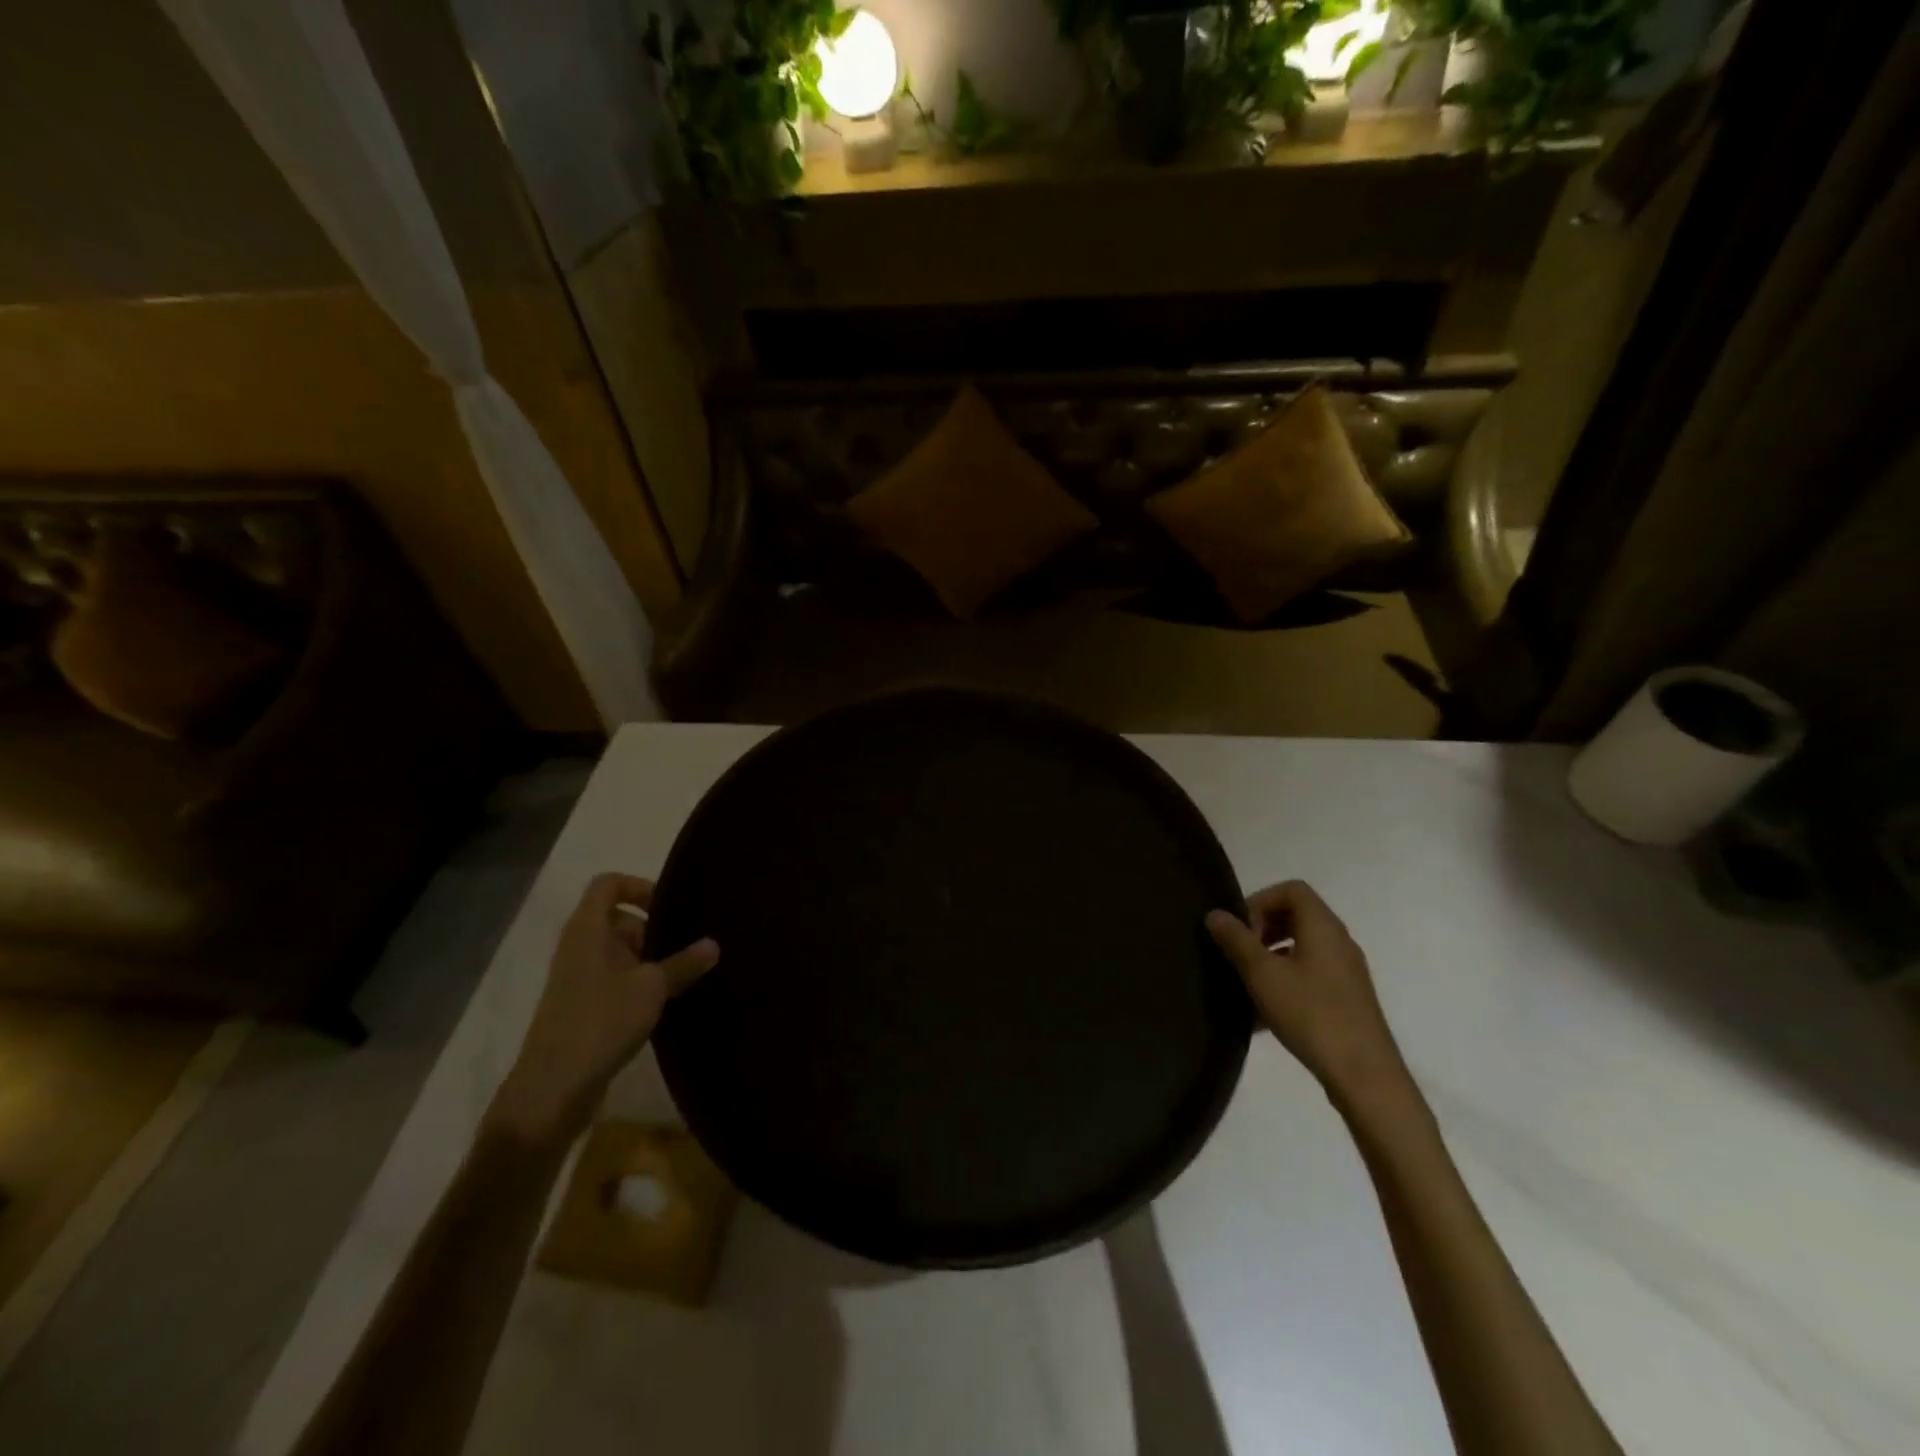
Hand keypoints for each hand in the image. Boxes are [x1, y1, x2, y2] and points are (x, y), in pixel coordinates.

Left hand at [490, 873, 718, 1145]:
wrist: (552, 1090)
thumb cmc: (600, 1023)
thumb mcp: (652, 988)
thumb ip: (684, 963)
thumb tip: (714, 943)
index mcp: (587, 930)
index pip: (609, 884)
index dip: (640, 887)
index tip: (672, 908)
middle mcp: (579, 947)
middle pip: (619, 919)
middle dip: (654, 930)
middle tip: (689, 946)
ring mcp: (578, 979)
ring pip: (620, 952)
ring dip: (651, 960)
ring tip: (687, 974)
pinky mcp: (583, 1007)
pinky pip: (616, 980)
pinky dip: (641, 984)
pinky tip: (668, 1001)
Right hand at [1207, 881, 1412, 1109]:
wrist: (1364, 1075)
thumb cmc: (1311, 1014)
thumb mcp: (1262, 974)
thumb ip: (1236, 940)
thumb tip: (1215, 914)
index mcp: (1322, 926)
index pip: (1292, 889)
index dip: (1260, 901)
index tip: (1241, 930)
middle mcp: (1339, 941)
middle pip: (1297, 915)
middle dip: (1263, 928)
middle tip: (1240, 953)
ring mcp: (1346, 971)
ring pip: (1303, 947)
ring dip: (1272, 956)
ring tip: (1249, 983)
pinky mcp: (1348, 998)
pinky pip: (1311, 973)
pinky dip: (1286, 979)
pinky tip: (1266, 1012)